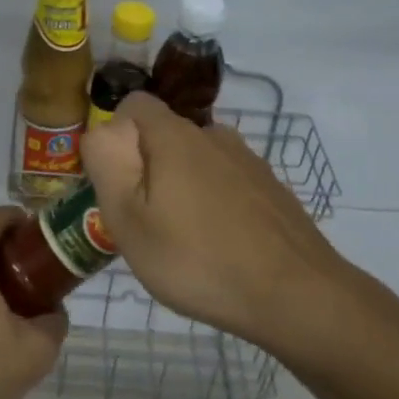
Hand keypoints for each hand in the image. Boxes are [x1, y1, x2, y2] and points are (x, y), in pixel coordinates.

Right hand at [82, 92, 343, 344]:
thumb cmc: (198, 259)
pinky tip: (220, 247)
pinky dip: (214, 204)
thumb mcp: (129, 220)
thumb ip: (107, 166)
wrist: (297, 295)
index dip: (115, 134)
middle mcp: (214, 135)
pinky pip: (227, 184)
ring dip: (182, 188)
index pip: (134, 104)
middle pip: (165, 136)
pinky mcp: (271, 189)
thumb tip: (102, 132)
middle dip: (147, 168)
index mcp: (175, 136)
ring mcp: (249, 161)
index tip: (115, 179)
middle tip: (144, 222)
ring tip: (182, 241)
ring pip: (198, 162)